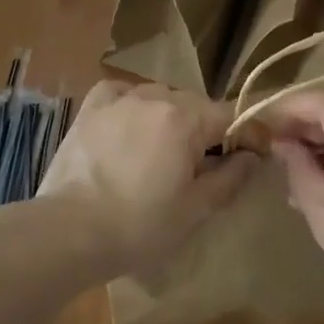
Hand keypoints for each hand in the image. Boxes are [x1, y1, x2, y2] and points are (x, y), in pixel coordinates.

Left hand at [38, 80, 257, 276]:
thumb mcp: (196, 210)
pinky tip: (130, 123)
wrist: (68, 231)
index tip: (254, 155)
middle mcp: (155, 97)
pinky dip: (132, 103)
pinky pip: (121, 92)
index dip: (247, 134)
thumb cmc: (139, 226)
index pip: (231, 115)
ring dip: (171, 117)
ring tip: (163, 151)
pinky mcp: (91, 108)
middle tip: (205, 165)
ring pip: (160, 97)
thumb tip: (251, 156)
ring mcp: (119, 99)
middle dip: (207, 129)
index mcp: (185, 119)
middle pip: (196, 105)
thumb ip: (230, 178)